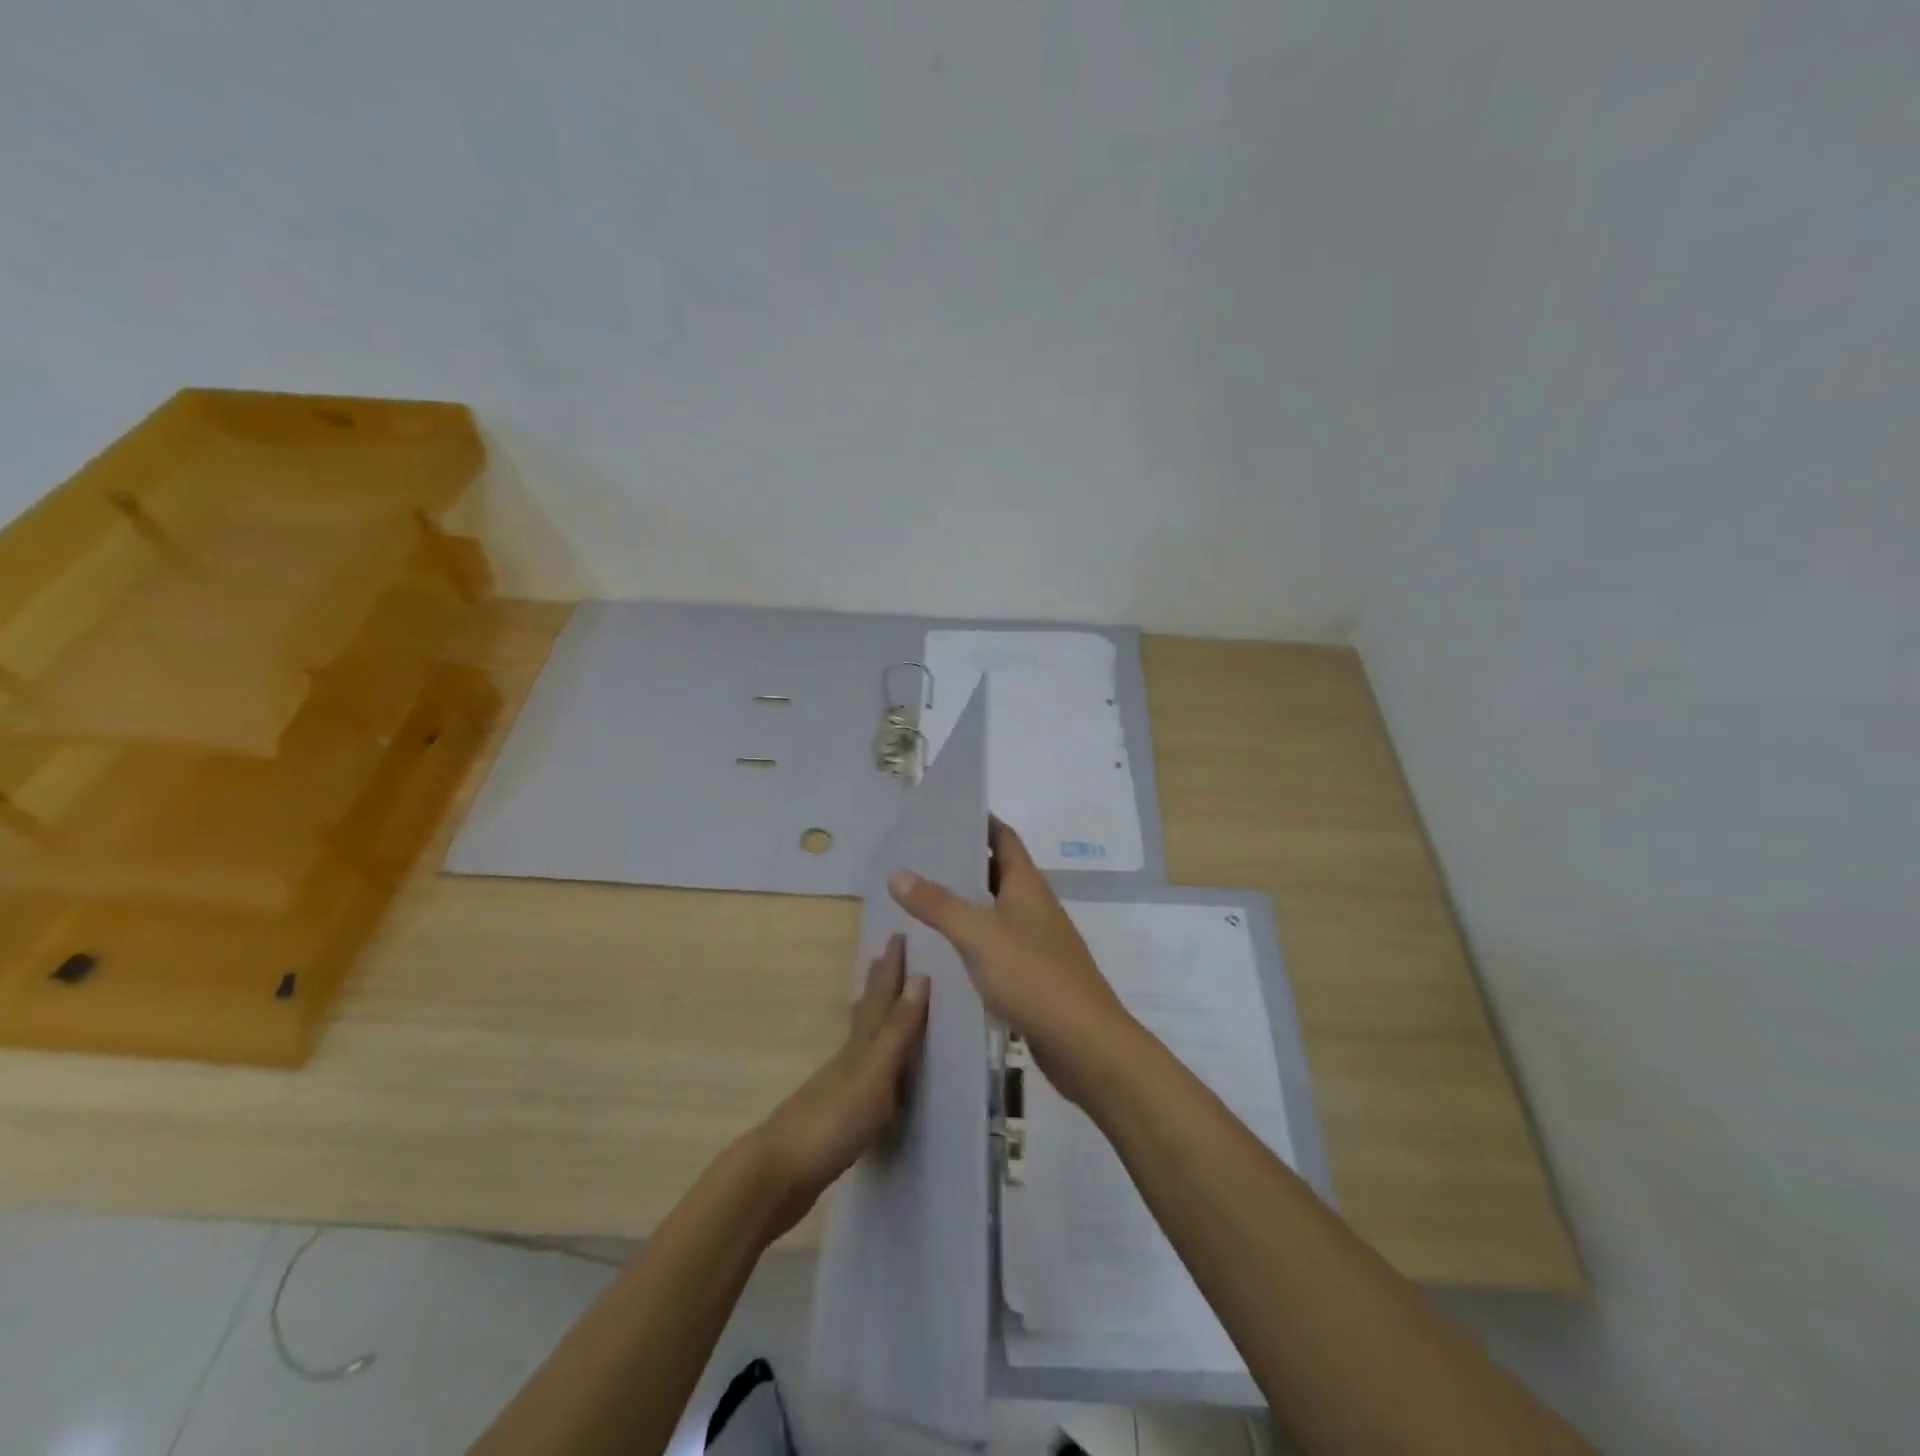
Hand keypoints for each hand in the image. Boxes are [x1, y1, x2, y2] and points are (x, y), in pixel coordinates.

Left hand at [748, 935, 928, 1236]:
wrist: (776, 1176)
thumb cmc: (831, 1121)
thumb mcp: (874, 1073)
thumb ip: (897, 1031)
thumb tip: (921, 977)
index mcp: (860, 1045)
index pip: (880, 997)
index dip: (890, 968)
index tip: (897, 934)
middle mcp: (848, 1058)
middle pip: (866, 1012)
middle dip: (878, 984)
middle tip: (884, 956)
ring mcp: (836, 1087)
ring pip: (860, 1041)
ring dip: (872, 1018)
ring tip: (877, 1003)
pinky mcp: (832, 1116)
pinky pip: (858, 1073)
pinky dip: (869, 1059)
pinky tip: (870, 1072)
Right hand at [888, 818, 1133, 1105]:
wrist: (1084, 1043)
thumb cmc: (1033, 976)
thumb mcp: (979, 934)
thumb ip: (939, 904)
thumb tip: (898, 873)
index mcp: (1027, 886)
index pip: (1005, 838)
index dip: (981, 822)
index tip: (946, 814)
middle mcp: (1035, 907)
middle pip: (999, 873)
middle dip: (965, 863)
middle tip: (921, 859)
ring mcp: (1037, 942)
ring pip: (997, 911)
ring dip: (967, 904)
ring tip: (923, 901)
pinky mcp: (1034, 975)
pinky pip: (998, 946)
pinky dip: (973, 941)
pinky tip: (946, 952)